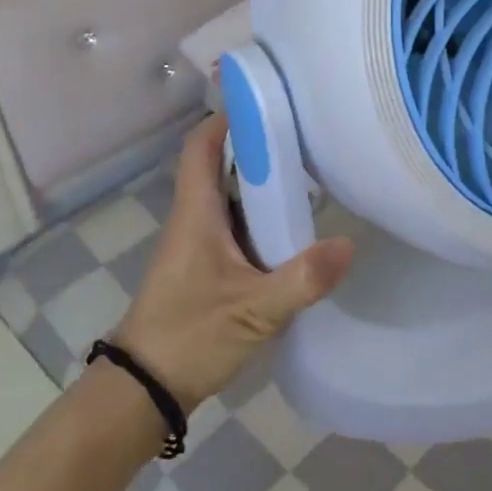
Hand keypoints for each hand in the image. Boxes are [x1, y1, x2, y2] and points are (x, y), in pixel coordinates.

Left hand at [113, 114, 353, 409]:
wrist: (144, 391)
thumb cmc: (189, 338)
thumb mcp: (252, 311)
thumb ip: (301, 279)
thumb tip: (348, 244)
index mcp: (197, 213)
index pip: (201, 145)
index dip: (227, 116)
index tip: (268, 99)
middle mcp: (195, 219)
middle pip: (222, 165)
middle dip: (259, 144)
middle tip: (308, 132)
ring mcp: (200, 245)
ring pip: (232, 196)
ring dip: (263, 181)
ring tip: (312, 169)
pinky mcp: (208, 268)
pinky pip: (238, 225)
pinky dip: (264, 215)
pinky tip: (297, 226)